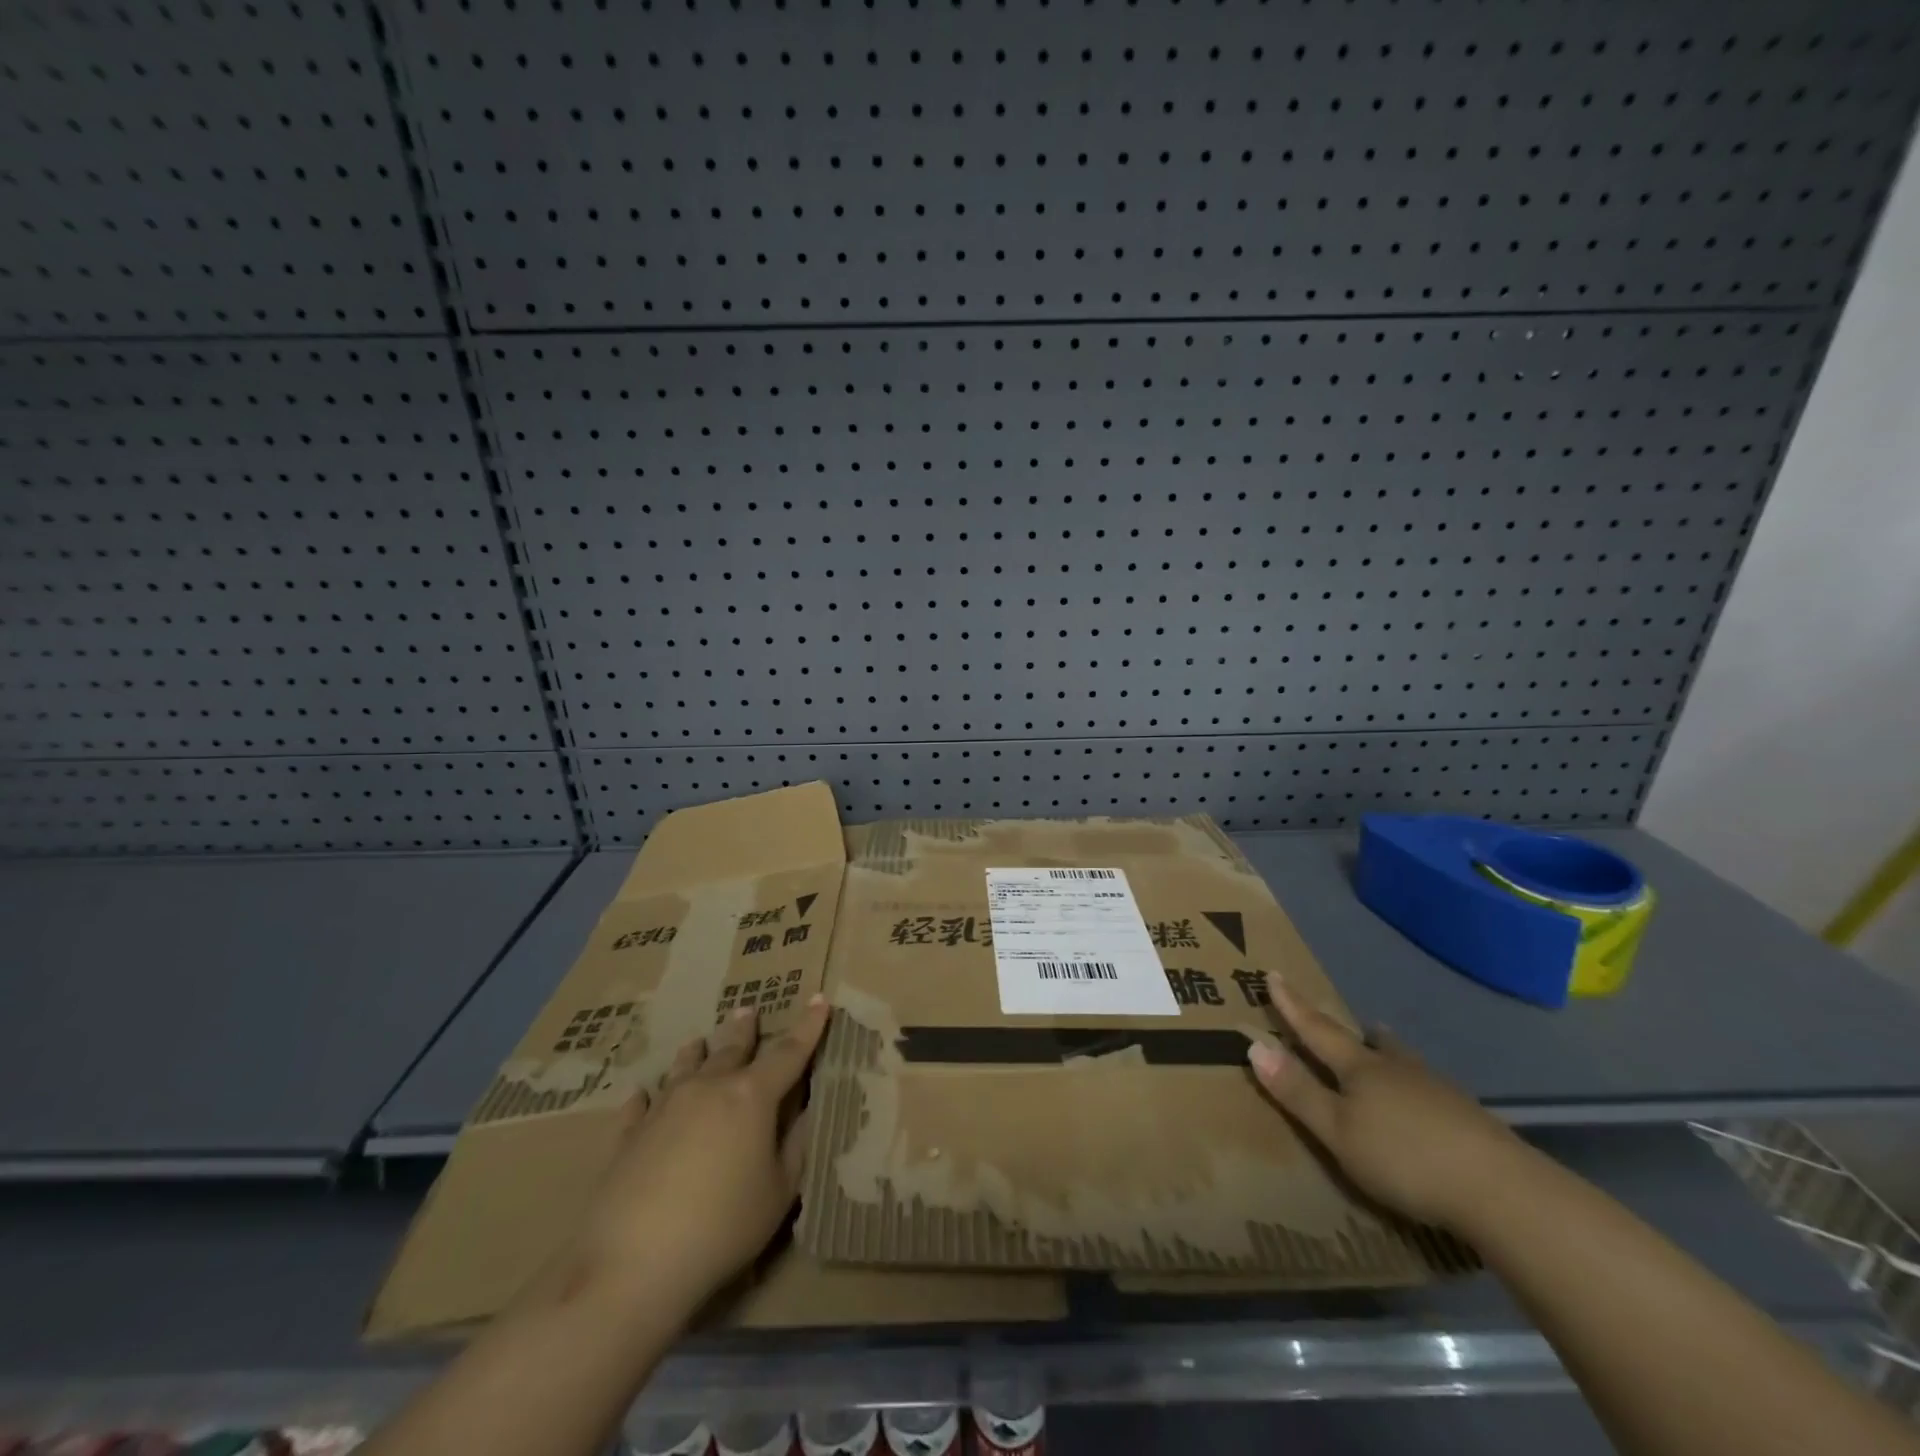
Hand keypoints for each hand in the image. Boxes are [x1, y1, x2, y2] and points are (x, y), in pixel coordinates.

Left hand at [567, 997, 830, 1318]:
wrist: (632, 1264)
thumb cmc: (722, 1226)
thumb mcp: (779, 1193)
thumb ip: (795, 1146)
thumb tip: (804, 1112)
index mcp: (751, 1097)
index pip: (788, 1052)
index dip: (808, 1027)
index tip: (819, 1000)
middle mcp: (708, 1088)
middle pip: (731, 1049)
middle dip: (744, 1029)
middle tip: (748, 1009)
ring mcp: (663, 1108)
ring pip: (684, 1067)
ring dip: (696, 1052)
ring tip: (698, 1040)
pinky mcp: (628, 1136)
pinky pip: (639, 1106)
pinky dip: (645, 1097)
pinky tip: (641, 1094)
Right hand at [1247, 982, 1527, 1232]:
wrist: (1502, 1190)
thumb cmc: (1404, 1158)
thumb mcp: (1337, 1131)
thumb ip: (1298, 1091)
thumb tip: (1254, 1044)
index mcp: (1360, 1068)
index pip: (1316, 1029)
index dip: (1292, 1005)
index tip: (1274, 974)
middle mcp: (1398, 1069)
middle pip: (1370, 1043)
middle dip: (1354, 1031)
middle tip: (1353, 1021)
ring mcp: (1439, 1091)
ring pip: (1405, 1063)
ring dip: (1390, 1053)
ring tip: (1387, 1048)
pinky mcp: (1470, 1119)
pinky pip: (1430, 1090)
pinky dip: (1416, 1087)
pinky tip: (1425, 1104)